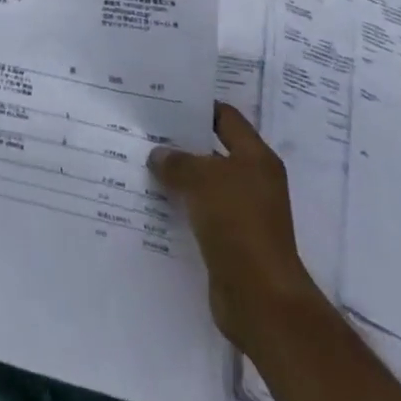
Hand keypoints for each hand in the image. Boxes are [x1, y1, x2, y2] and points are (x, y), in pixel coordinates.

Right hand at [149, 103, 321, 353]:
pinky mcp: (231, 240)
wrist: (260, 298)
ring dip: (177, 177)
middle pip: (212, 150)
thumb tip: (159, 155)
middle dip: (181, 142)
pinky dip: (180, 206)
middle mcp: (253, 181)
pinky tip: (152, 202)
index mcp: (256, 158)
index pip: (226, 118)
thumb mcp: (200, 179)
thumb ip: (176, 161)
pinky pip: (200, 212)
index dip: (197, 107)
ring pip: (204, 183)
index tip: (163, 101)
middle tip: (144, 131)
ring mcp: (243, 212)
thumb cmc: (237, 224)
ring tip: (140, 164)